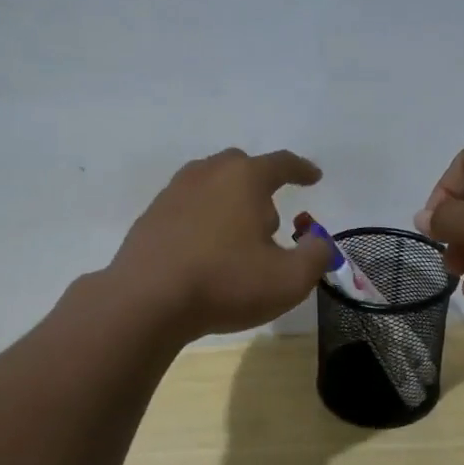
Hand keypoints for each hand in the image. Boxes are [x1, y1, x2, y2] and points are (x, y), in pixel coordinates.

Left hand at [111, 148, 335, 339]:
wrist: (146, 301)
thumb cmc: (225, 283)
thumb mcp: (289, 279)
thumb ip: (316, 255)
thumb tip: (317, 240)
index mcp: (244, 178)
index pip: (282, 163)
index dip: (302, 170)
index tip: (314, 177)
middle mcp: (207, 174)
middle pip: (241, 167)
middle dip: (262, 187)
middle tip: (271, 222)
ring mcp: (173, 192)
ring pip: (211, 185)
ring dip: (230, 202)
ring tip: (238, 237)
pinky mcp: (151, 216)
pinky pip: (188, 207)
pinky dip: (203, 219)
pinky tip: (205, 249)